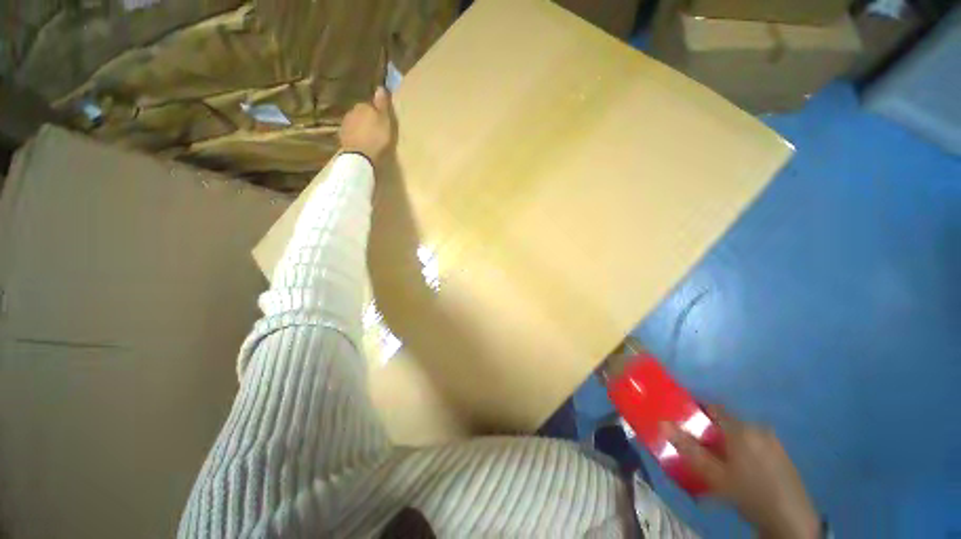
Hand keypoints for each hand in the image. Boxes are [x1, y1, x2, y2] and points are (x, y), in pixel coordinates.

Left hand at [339, 86, 396, 165]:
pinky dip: (356, 137)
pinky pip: (351, 134)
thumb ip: (382, 105)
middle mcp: (352, 111)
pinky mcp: (342, 137)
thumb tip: (380, 87)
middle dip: (367, 120)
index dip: (376, 113)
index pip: (370, 105)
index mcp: (363, 106)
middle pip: (361, 114)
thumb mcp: (385, 120)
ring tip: (369, 139)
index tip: (382, 121)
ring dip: (361, 129)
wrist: (360, 155)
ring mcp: (345, 125)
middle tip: (376, 130)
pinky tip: (362, 144)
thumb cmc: (377, 137)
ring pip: (355, 123)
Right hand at [662, 407, 820, 538]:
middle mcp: (757, 427)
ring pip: (739, 433)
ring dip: (725, 441)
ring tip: (716, 460)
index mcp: (741, 428)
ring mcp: (772, 440)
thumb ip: (688, 448)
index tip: (683, 420)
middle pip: (725, 421)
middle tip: (697, 446)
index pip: (712, 407)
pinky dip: (740, 448)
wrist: (791, 520)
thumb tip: (662, 423)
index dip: (696, 410)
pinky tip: (738, 468)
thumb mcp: (714, 475)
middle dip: (709, 430)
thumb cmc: (748, 492)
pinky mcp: (780, 453)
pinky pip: (753, 442)